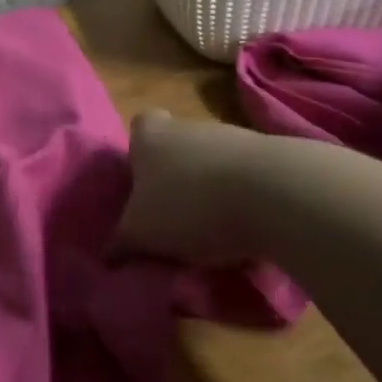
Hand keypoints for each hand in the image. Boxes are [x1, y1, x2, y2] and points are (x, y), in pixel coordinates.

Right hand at [113, 109, 268, 266]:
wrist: (275, 195)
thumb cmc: (189, 206)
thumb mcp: (141, 233)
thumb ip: (121, 242)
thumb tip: (106, 256)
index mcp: (150, 135)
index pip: (139, 128)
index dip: (139, 153)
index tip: (143, 185)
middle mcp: (188, 126)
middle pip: (177, 146)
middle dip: (177, 177)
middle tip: (175, 217)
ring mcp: (233, 137)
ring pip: (214, 163)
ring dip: (214, 191)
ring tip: (215, 234)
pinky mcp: (273, 157)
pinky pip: (250, 180)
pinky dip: (248, 201)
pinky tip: (250, 234)